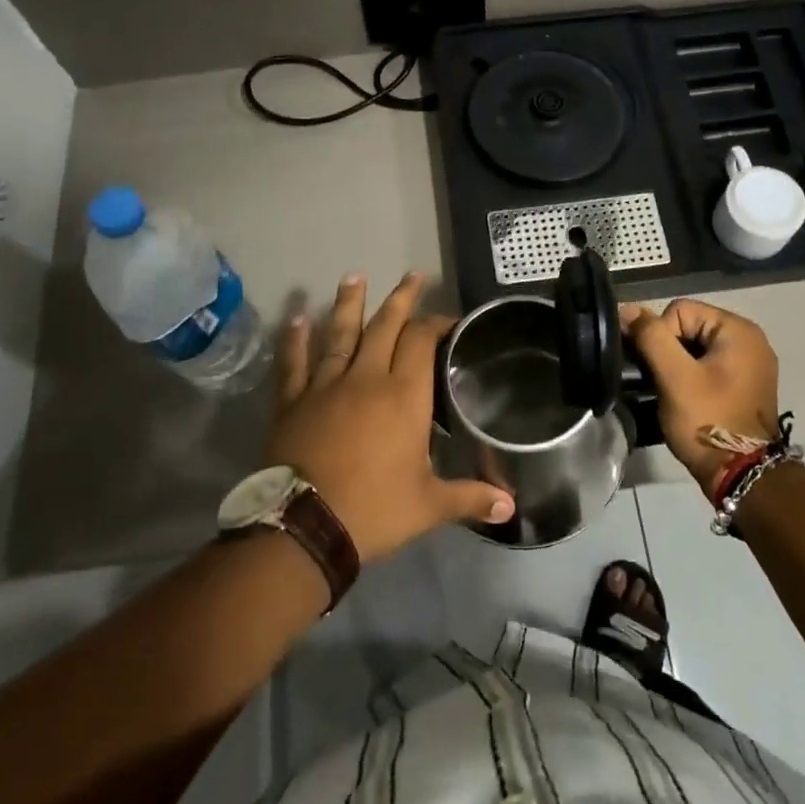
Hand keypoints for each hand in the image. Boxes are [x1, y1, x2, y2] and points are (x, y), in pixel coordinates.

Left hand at [263, 272, 515, 563]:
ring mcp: (326, 386)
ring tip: (354, 276)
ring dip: (349, 304)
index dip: (437, 324)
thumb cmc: (373, 511)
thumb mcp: (429, 506)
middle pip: (386, 326)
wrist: (303, 528)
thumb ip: (471, 498)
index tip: (449, 319)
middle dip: (402, 299)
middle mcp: (366, 378)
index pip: (422, 342)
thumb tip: (511, 506)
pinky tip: (297, 318)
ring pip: (340, 334)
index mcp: (404, 396)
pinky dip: (295, 340)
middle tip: (412, 274)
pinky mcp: (293, 401)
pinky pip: (294, 363)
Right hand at [625, 298, 780, 492]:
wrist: (743, 476)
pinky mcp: (747, 385)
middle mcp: (751, 340)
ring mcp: (752, 364)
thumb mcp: (674, 376)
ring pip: (696, 348)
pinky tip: (688, 399)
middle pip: (689, 327)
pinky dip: (693, 377)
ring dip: (679, 366)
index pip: (680, 310)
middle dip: (669, 351)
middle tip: (663, 383)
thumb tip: (628, 310)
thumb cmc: (708, 421)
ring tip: (673, 393)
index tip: (660, 370)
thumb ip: (651, 337)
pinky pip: (710, 366)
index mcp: (739, 330)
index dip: (660, 336)